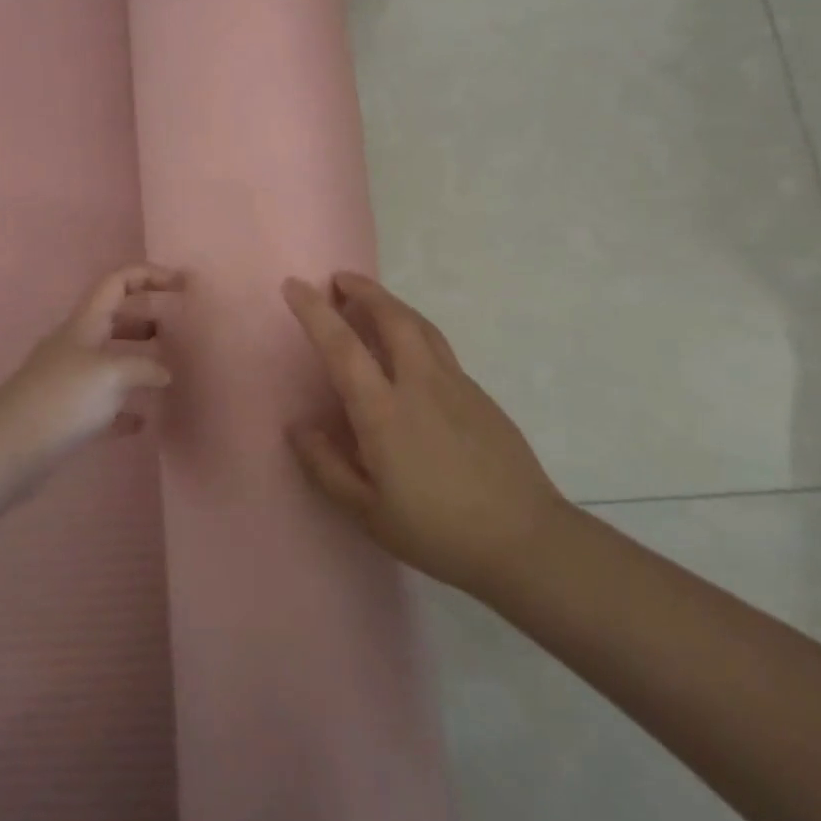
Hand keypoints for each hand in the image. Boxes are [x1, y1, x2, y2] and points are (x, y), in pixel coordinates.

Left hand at [0, 264, 182, 480]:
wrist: (8, 448)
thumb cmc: (63, 398)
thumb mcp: (111, 374)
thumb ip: (145, 367)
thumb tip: (164, 373)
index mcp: (86, 324)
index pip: (117, 282)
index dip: (149, 275)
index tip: (181, 284)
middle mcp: (76, 345)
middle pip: (114, 319)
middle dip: (145, 320)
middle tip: (176, 332)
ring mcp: (69, 379)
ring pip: (109, 360)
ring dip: (136, 361)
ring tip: (166, 374)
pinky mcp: (65, 413)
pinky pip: (102, 404)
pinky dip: (124, 407)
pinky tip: (142, 421)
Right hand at [282, 272, 569, 597]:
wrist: (525, 540)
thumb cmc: (437, 531)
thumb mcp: (367, 512)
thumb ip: (326, 466)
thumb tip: (298, 427)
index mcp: (384, 411)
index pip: (342, 346)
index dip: (314, 312)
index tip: (294, 285)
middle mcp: (419, 384)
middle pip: (392, 317)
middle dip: (363, 290)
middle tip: (339, 279)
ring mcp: (456, 385)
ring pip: (420, 326)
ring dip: (391, 304)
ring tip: (371, 301)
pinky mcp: (479, 395)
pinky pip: (438, 348)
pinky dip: (414, 330)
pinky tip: (408, 352)